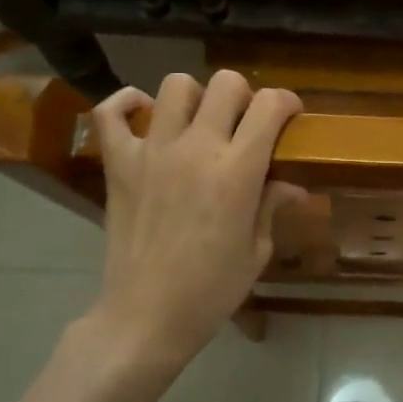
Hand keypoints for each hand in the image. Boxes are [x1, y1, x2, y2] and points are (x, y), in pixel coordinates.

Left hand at [90, 70, 304, 369]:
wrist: (145, 317)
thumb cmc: (211, 291)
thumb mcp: (256, 251)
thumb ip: (271, 206)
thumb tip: (291, 186)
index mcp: (237, 171)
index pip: (270, 106)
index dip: (287, 103)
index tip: (290, 117)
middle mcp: (196, 148)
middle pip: (226, 84)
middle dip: (245, 95)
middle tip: (245, 124)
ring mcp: (152, 152)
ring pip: (176, 86)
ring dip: (196, 97)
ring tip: (200, 123)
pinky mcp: (118, 164)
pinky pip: (111, 112)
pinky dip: (127, 103)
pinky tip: (145, 115)